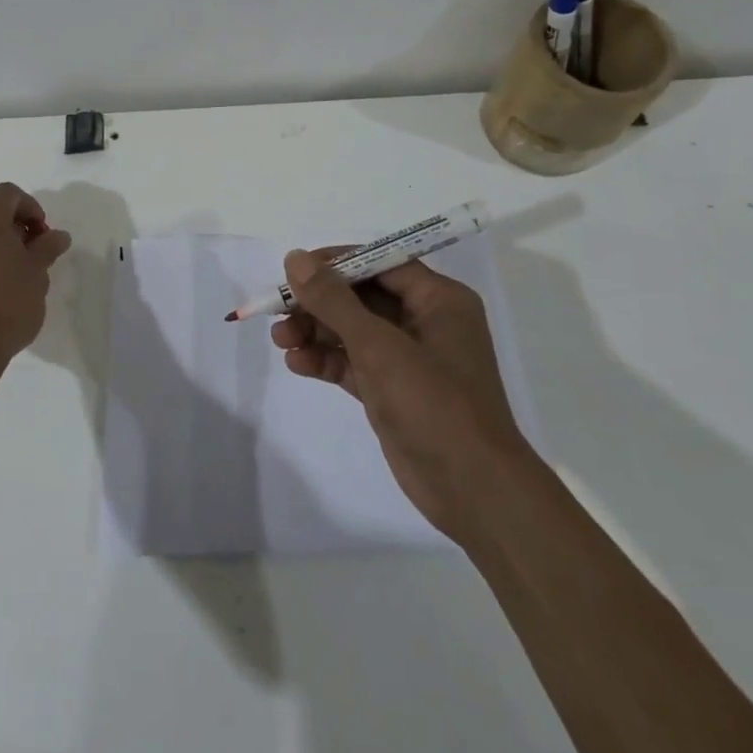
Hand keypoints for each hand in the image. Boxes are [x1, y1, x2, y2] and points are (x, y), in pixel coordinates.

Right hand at [270, 249, 529, 539]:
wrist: (474, 492)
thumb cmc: (434, 404)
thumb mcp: (378, 346)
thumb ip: (333, 300)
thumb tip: (295, 259)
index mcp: (438, 300)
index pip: (380, 263)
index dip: (335, 263)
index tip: (294, 270)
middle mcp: (425, 322)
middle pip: (361, 297)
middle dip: (318, 303)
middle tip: (278, 310)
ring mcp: (409, 359)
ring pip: (352, 331)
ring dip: (315, 332)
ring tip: (280, 340)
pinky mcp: (393, 391)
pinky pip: (353, 363)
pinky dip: (325, 361)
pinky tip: (297, 364)